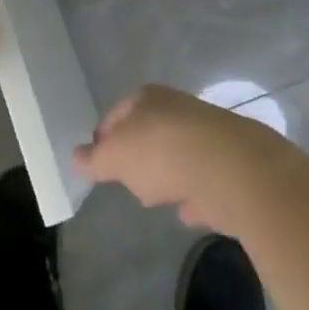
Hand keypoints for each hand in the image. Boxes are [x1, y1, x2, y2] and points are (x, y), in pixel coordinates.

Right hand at [74, 85, 294, 231]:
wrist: (231, 168)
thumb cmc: (161, 153)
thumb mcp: (114, 158)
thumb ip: (94, 159)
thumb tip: (77, 156)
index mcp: (147, 98)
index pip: (116, 113)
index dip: (104, 137)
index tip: (98, 162)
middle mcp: (178, 108)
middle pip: (149, 131)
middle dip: (138, 155)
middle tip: (128, 181)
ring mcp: (207, 134)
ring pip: (178, 154)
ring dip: (169, 173)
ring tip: (158, 198)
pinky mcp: (230, 162)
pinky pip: (204, 179)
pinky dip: (195, 193)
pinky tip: (188, 211)